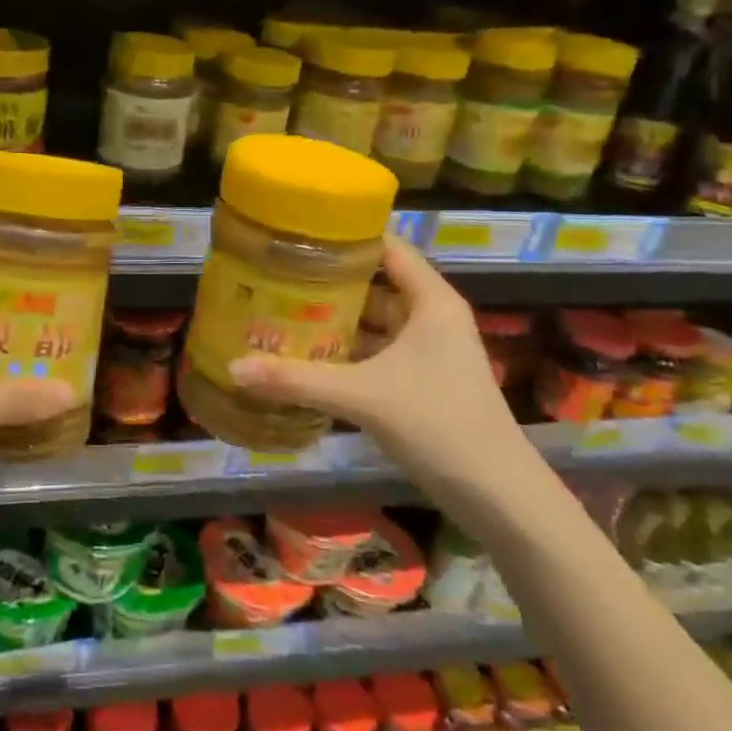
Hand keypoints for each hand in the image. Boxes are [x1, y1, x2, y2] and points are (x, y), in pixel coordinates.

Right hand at [226, 236, 538, 516]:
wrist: (498, 496)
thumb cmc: (439, 425)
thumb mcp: (362, 397)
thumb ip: (297, 380)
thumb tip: (233, 368)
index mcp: (431, 302)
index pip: (387, 248)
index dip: (347, 236)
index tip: (299, 234)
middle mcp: (431, 317)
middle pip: (375, 284)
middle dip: (329, 281)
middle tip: (276, 274)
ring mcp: (428, 352)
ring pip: (374, 322)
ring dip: (335, 319)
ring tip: (281, 309)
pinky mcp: (422, 381)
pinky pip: (376, 352)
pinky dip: (346, 351)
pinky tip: (308, 356)